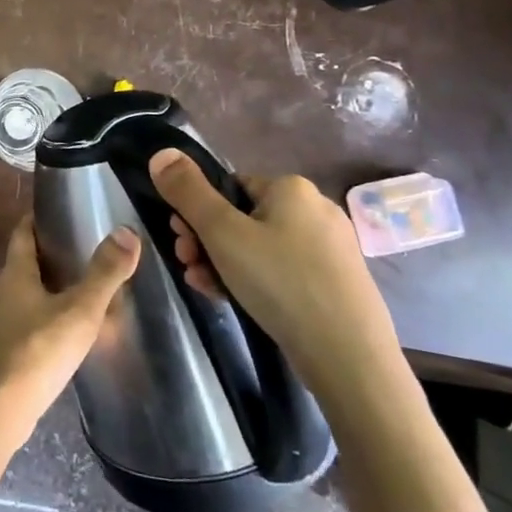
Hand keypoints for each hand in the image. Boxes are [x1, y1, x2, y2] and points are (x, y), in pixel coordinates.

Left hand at [0, 216, 139, 446]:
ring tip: (62, 306)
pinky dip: (25, 326)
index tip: (49, 216)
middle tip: (71, 265)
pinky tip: (44, 343)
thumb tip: (126, 232)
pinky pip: (8, 328)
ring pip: (12, 300)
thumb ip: (104, 274)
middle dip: (41, 265)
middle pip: (17, 268)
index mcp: (13, 274)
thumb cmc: (40, 352)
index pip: (21, 235)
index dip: (34, 223)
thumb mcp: (80, 312)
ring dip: (33, 298)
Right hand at [149, 149, 399, 398]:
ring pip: (259, 248)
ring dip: (223, 264)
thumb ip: (187, 191)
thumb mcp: (221, 232)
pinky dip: (254, 281)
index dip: (197, 212)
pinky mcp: (336, 283)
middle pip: (242, 217)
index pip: (229, 187)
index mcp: (291, 188)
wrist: (350, 357)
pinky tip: (231, 300)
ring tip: (203, 287)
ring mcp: (330, 248)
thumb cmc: (280, 282)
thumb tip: (161, 153)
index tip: (180, 241)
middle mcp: (315, 209)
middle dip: (206, 241)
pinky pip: (282, 271)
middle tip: (187, 265)